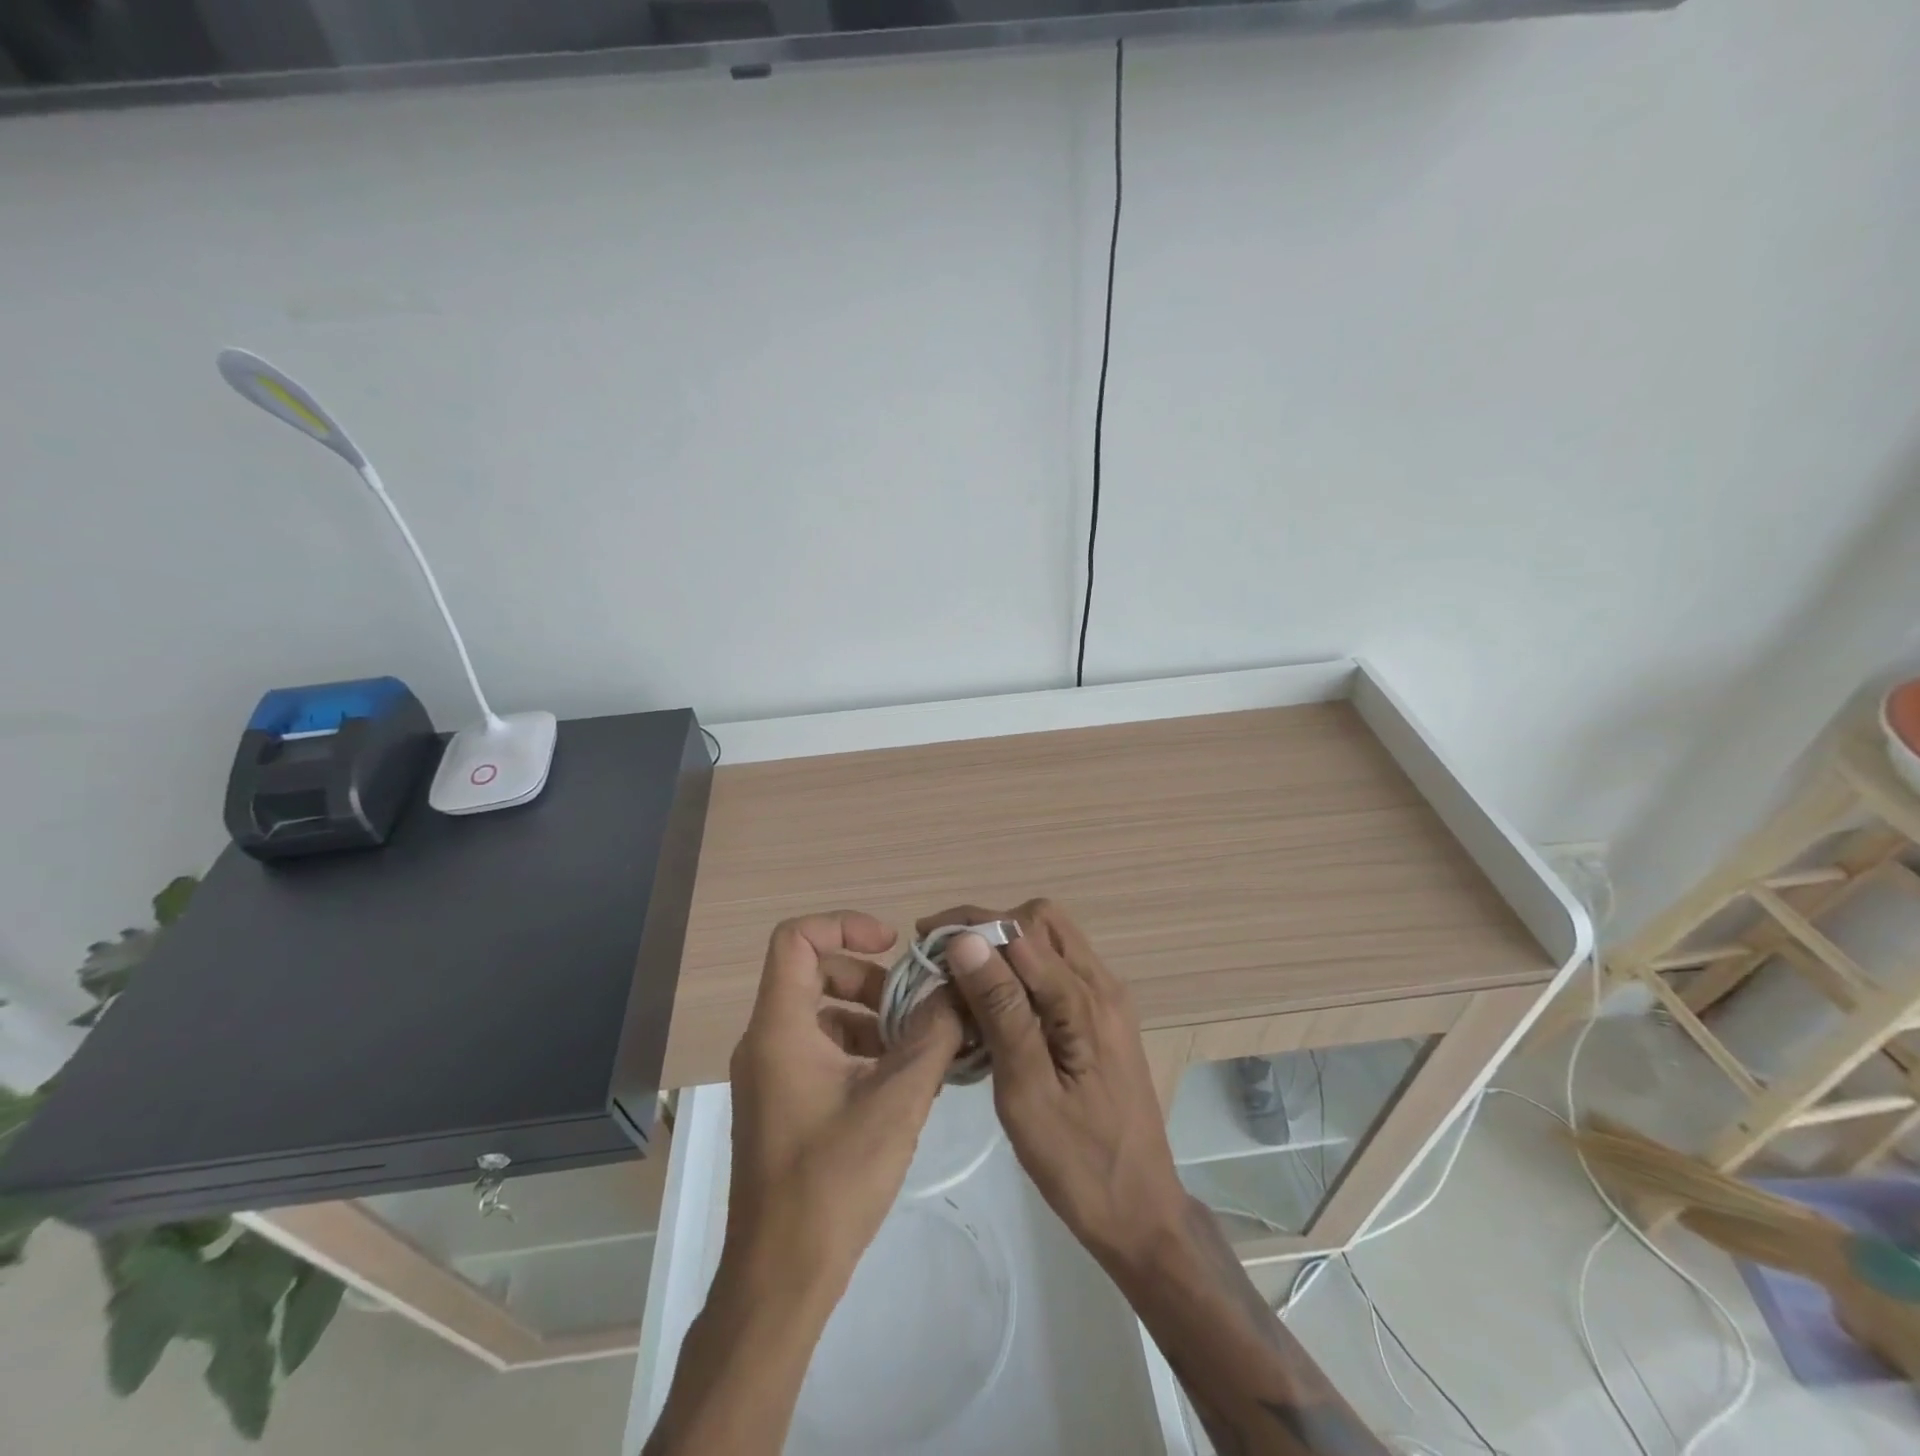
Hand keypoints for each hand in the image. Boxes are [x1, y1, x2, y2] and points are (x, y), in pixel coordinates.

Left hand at [724, 911, 964, 1292]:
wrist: (780, 1280)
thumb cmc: (833, 1181)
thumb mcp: (897, 1100)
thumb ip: (933, 1036)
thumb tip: (958, 991)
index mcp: (780, 1028)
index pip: (796, 938)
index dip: (844, 925)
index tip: (892, 946)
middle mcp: (766, 1041)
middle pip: (814, 974)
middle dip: (870, 981)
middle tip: (914, 1008)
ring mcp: (770, 1075)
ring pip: (820, 1015)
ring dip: (870, 1019)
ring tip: (917, 1050)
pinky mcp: (781, 1104)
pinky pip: (819, 1051)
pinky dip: (859, 1051)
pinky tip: (899, 1084)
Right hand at [917, 899, 1187, 1272]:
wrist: (1142, 1214)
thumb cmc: (1079, 1163)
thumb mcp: (1028, 1091)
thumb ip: (1001, 1010)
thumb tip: (966, 941)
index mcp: (1086, 1000)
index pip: (1022, 929)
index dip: (971, 926)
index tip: (926, 943)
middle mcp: (1102, 985)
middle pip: (1042, 921)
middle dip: (989, 927)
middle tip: (945, 958)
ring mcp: (1106, 1001)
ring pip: (1050, 942)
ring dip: (1004, 948)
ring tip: (961, 978)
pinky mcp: (1102, 1020)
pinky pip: (1058, 971)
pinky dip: (1022, 972)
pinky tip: (993, 1004)